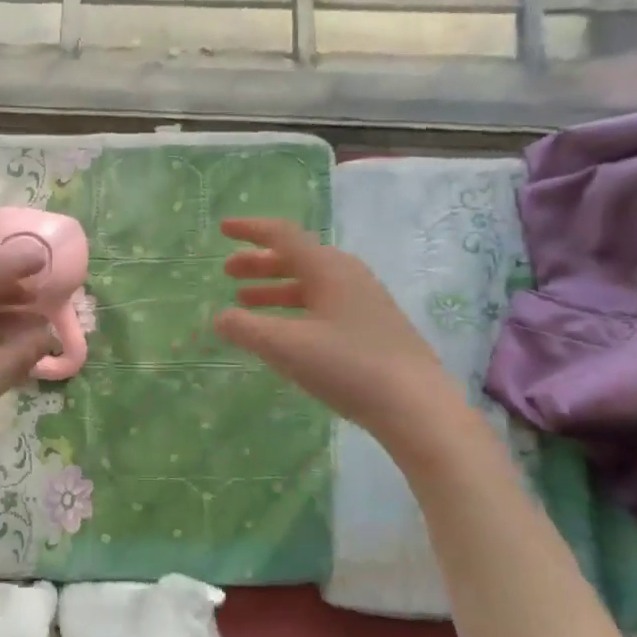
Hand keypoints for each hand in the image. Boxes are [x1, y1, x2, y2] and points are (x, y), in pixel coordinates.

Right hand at [212, 217, 476, 469]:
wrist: (417, 407)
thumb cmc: (348, 366)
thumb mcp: (286, 346)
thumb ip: (246, 328)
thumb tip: (219, 317)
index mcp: (328, 268)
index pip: (283, 235)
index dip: (250, 230)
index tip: (223, 229)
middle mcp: (347, 276)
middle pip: (296, 258)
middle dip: (258, 263)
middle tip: (227, 273)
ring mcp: (364, 302)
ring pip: (309, 284)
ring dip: (274, 289)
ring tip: (245, 303)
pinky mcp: (372, 329)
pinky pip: (323, 305)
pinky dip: (294, 309)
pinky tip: (284, 332)